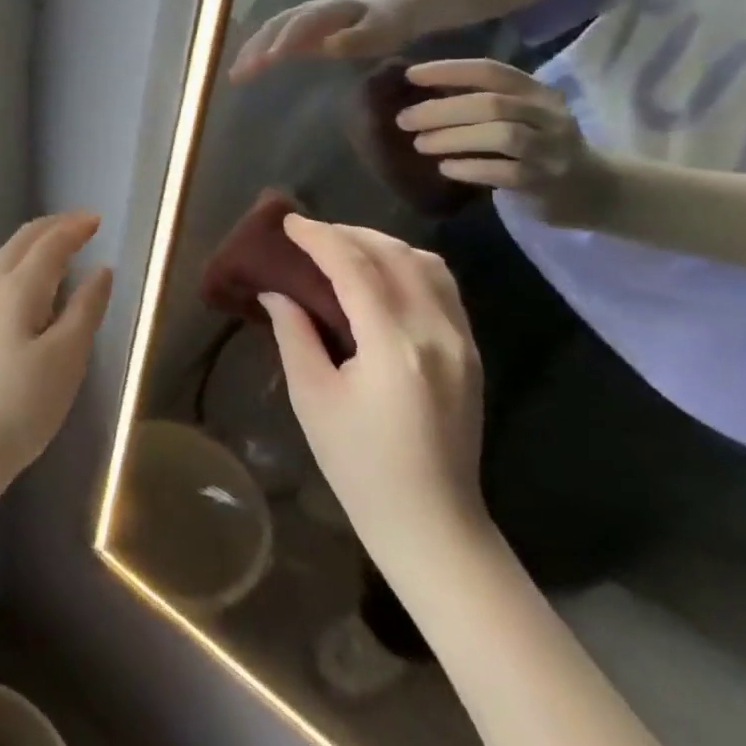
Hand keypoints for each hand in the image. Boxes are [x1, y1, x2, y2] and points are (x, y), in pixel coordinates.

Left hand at [0, 214, 114, 495]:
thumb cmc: (19, 405)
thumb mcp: (66, 359)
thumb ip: (85, 309)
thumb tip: (101, 270)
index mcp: (16, 288)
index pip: (49, 244)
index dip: (74, 228)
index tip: (96, 219)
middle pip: (20, 242)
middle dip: (50, 228)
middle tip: (77, 224)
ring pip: (2, 259)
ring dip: (30, 246)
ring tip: (53, 250)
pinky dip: (15, 267)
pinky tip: (21, 288)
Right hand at [229, 0, 408, 79]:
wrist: (388, 14)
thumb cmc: (385, 26)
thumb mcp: (379, 32)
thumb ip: (356, 38)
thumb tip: (329, 45)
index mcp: (326, 10)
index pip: (300, 22)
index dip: (285, 38)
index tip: (272, 59)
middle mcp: (305, 12)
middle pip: (275, 26)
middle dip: (257, 48)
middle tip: (242, 72)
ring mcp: (297, 22)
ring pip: (267, 33)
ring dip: (249, 53)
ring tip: (235, 75)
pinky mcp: (294, 34)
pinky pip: (269, 41)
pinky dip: (253, 55)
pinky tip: (242, 72)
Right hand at [257, 218, 487, 577]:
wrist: (433, 523)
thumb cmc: (359, 466)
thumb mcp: (312, 398)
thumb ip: (294, 334)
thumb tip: (276, 292)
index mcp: (393, 345)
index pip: (355, 267)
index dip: (319, 237)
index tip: (288, 222)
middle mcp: (435, 331)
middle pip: (393, 254)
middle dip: (347, 233)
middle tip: (308, 234)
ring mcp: (461, 341)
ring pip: (425, 264)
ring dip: (381, 244)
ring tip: (343, 247)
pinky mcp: (470, 352)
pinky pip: (442, 287)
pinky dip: (407, 265)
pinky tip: (380, 275)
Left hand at [401, 59, 613, 226]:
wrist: (596, 191)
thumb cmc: (539, 146)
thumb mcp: (519, 115)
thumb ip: (479, 101)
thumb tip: (418, 90)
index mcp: (537, 93)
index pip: (491, 71)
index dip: (449, 70)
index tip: (410, 75)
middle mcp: (549, 116)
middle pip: (492, 104)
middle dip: (441, 110)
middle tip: (404, 120)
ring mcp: (552, 150)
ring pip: (502, 136)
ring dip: (453, 138)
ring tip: (421, 144)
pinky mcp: (547, 183)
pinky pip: (505, 173)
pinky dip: (470, 168)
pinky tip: (446, 168)